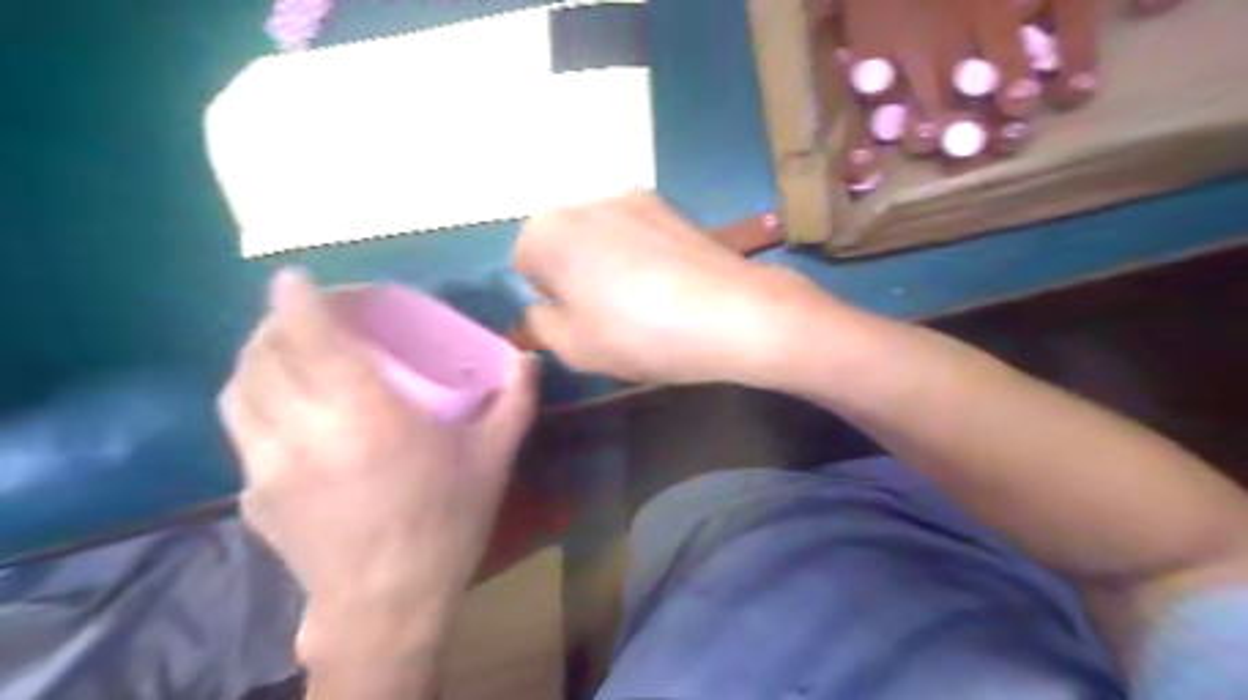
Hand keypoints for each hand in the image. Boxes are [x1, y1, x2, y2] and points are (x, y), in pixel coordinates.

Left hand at [217, 265, 534, 694]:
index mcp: (370, 415)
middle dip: (274, 323)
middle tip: (299, 315)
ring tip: (279, 352)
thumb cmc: (447, 523)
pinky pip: (241, 431)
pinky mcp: (253, 495)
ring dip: (254, 359)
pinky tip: (280, 411)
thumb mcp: (493, 458)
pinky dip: (253, 403)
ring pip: (239, 391)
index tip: (293, 277)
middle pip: (265, 356)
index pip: (315, 340)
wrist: (388, 603)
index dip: (297, 301)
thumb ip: (514, 401)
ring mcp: (270, 465)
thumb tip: (529, 358)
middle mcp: (308, 430)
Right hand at [512, 193, 832, 386]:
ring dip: (608, 263)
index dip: (546, 295)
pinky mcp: (672, 208)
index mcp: (550, 230)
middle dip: (574, 274)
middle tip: (606, 314)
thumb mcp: (574, 347)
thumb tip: (542, 309)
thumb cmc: (640, 333)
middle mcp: (586, 201)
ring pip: (601, 236)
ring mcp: (634, 198)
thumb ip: (541, 325)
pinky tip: (668, 285)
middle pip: (564, 242)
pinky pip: (638, 233)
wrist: (731, 313)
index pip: (524, 262)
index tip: (576, 320)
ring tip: (642, 300)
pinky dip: (641, 254)